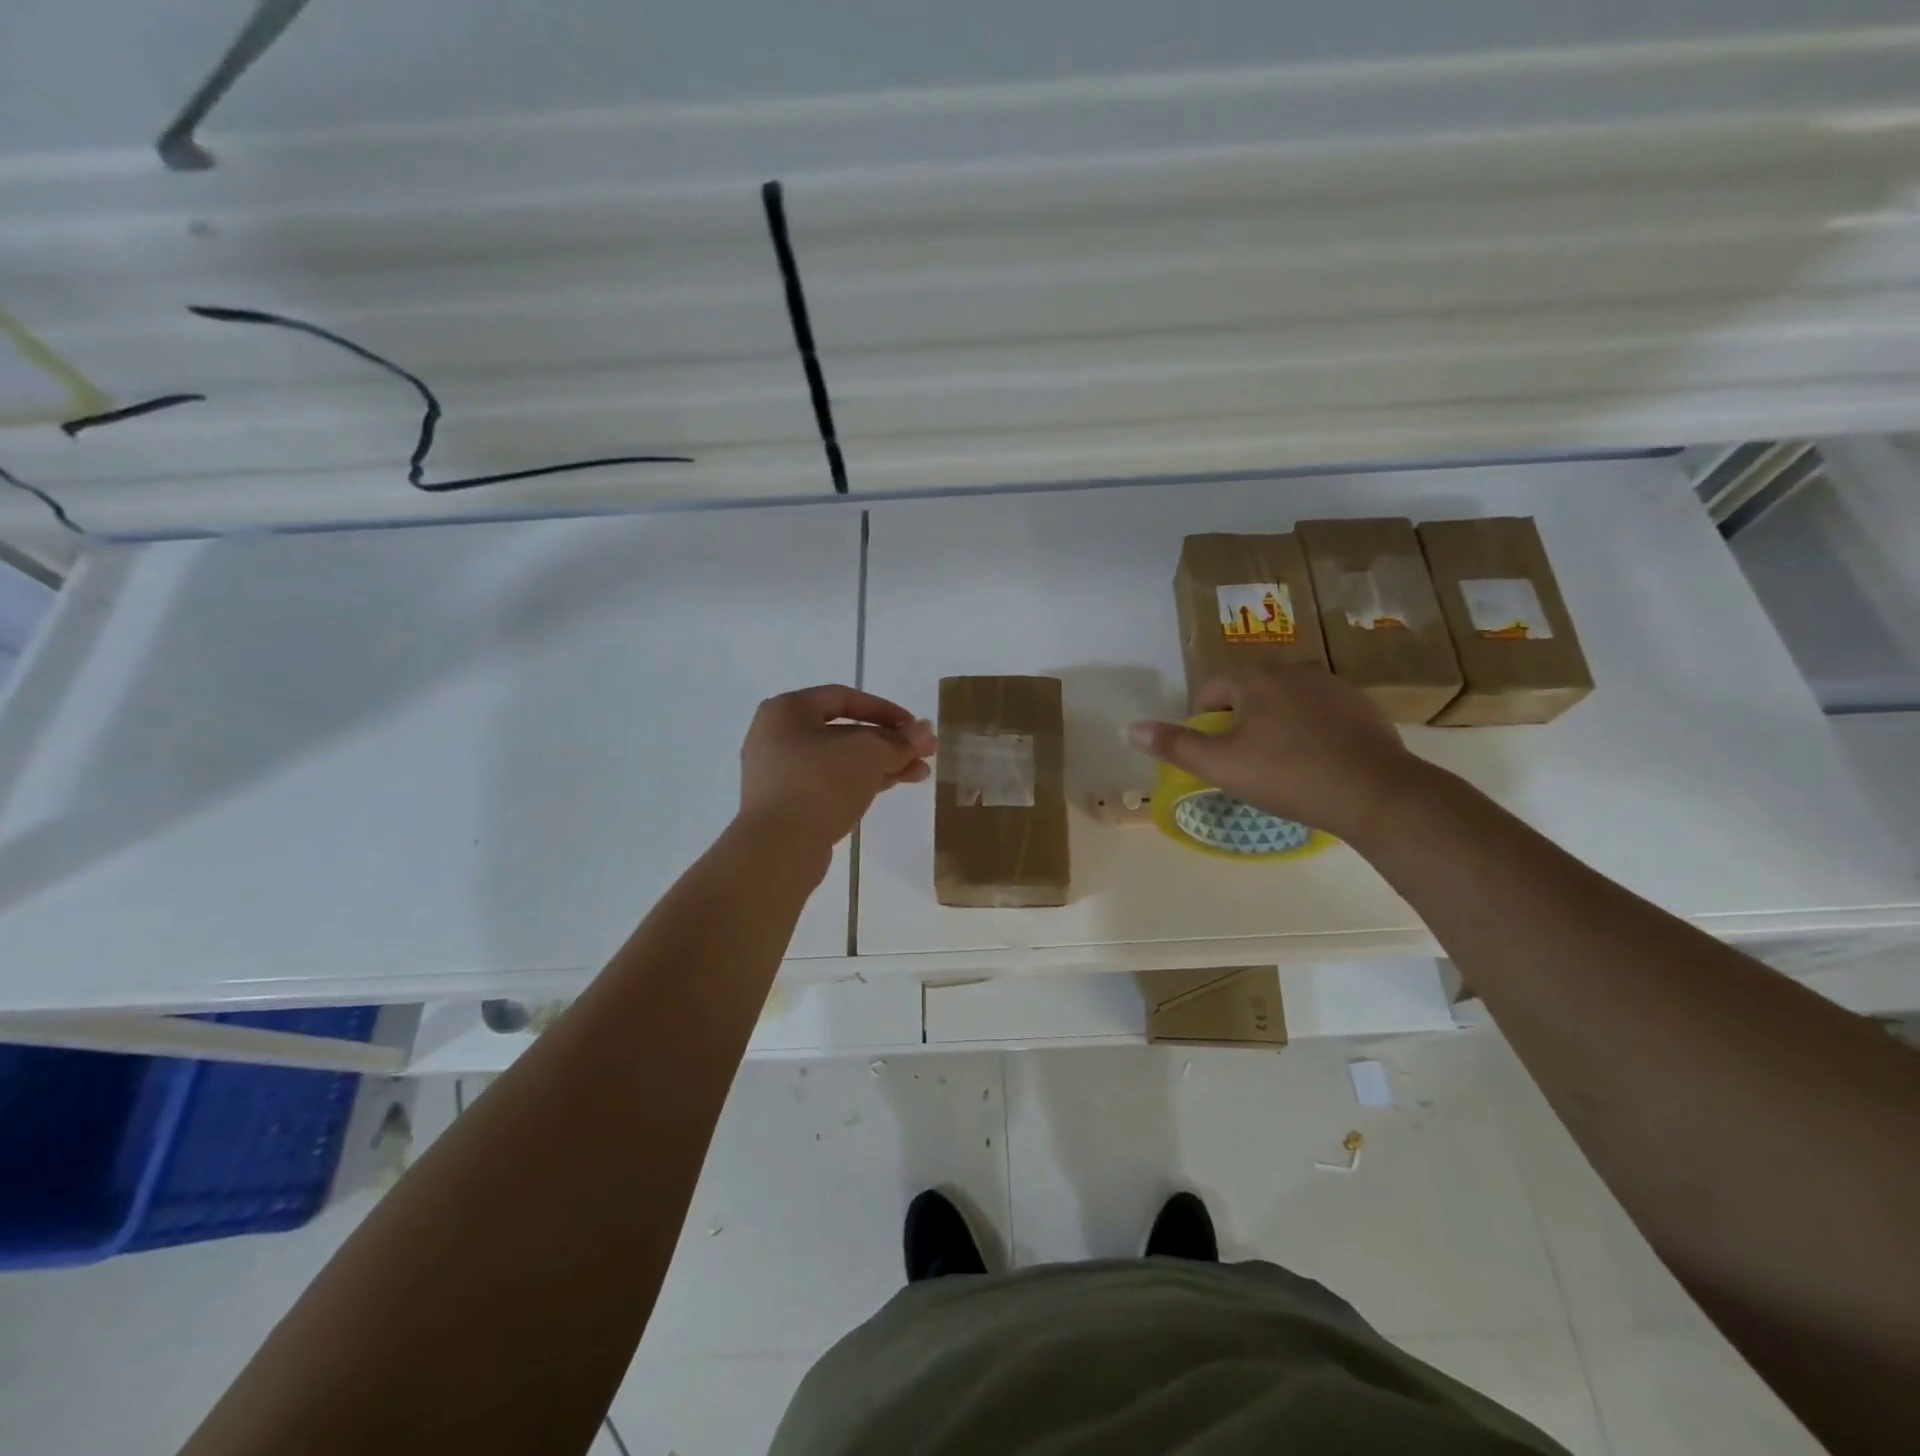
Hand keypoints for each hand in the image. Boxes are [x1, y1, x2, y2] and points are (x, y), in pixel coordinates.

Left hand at [738, 685, 935, 850]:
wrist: (778, 849)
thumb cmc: (820, 784)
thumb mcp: (868, 754)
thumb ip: (899, 741)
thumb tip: (925, 731)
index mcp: (787, 711)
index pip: (843, 698)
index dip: (884, 709)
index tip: (914, 726)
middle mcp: (777, 737)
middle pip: (843, 732)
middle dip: (888, 741)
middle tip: (924, 752)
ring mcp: (780, 774)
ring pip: (840, 761)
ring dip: (881, 763)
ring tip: (920, 773)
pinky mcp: (788, 804)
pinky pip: (830, 783)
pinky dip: (861, 782)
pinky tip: (893, 785)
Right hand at [1126, 669, 1423, 840]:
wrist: (1377, 793)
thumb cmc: (1289, 776)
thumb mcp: (1222, 765)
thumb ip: (1175, 745)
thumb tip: (1129, 727)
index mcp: (1256, 679)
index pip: (1213, 687)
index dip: (1203, 717)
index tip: (1213, 750)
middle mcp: (1294, 669)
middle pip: (1250, 689)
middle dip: (1240, 717)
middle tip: (1244, 758)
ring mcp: (1333, 685)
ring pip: (1287, 698)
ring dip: (1275, 720)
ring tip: (1280, 760)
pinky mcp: (1362, 705)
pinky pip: (1321, 710)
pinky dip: (1310, 727)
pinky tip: (1317, 759)